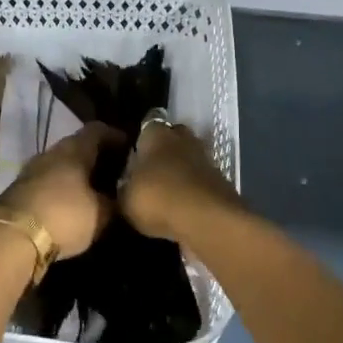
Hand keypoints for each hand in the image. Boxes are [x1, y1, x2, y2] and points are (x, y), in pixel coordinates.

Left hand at [0, 122, 117, 260]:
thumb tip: (121, 196)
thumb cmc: (64, 216)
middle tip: (115, 174)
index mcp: (75, 148)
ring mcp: (32, 169)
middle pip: (78, 146)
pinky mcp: (19, 189)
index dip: (116, 137)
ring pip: (61, 164)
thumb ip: (115, 202)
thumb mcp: (101, 214)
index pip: (98, 130)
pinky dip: (62, 188)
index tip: (131, 149)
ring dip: (77, 174)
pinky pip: (48, 181)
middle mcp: (52, 151)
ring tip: (95, 191)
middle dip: (97, 158)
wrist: (12, 238)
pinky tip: (71, 204)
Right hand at [119, 119, 237, 241]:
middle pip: (172, 137)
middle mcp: (182, 137)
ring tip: (164, 191)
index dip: (140, 137)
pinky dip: (192, 188)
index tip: (131, 153)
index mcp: (155, 133)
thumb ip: (122, 189)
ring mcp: (205, 157)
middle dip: (162, 151)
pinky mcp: (220, 179)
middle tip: (147, 171)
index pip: (147, 123)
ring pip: (188, 158)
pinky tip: (181, 204)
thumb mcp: (125, 199)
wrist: (207, 220)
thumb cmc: (157, 198)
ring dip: (179, 170)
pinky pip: (199, 179)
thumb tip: (124, 186)